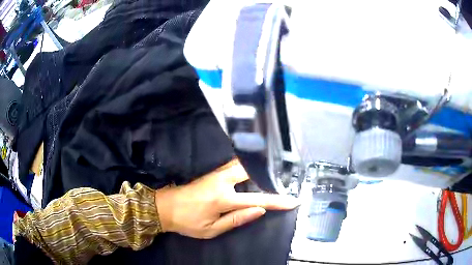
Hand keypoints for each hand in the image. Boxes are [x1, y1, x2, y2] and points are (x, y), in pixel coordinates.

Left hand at [155, 159, 299, 238]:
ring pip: (243, 164)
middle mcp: (222, 180)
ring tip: (272, 176)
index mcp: (223, 198)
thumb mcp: (212, 229)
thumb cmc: (187, 222)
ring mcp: (216, 173)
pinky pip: (235, 166)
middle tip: (283, 181)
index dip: (277, 201)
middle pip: (251, 170)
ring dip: (258, 169)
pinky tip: (253, 173)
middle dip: (268, 174)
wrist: (165, 207)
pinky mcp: (212, 172)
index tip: (293, 201)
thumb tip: (260, 210)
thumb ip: (237, 219)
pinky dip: (248, 168)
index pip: (257, 199)